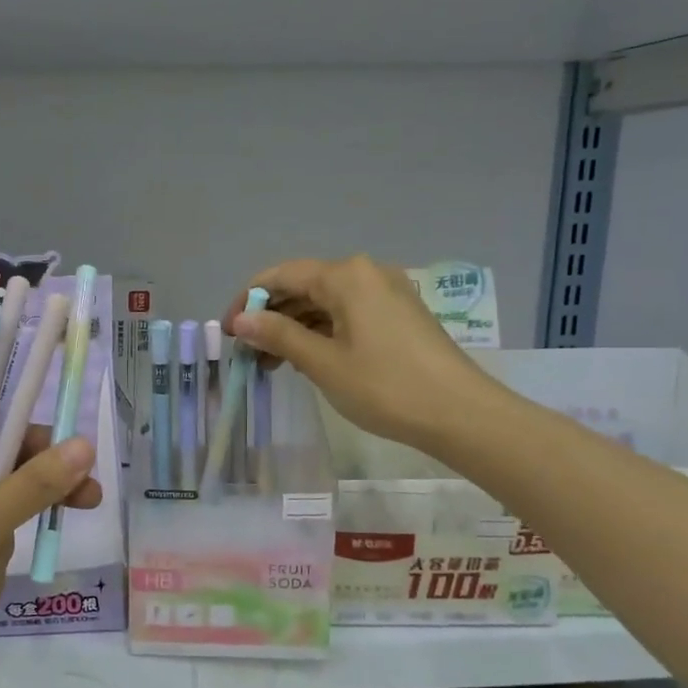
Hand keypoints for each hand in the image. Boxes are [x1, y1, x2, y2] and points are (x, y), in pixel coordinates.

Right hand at [223, 255, 490, 450]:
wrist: (460, 414)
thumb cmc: (385, 386)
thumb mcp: (323, 362)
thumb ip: (278, 335)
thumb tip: (241, 320)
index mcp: (346, 276)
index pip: (282, 275)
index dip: (248, 300)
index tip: (227, 332)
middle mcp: (366, 273)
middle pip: (304, 286)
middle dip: (270, 316)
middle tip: (247, 352)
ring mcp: (387, 293)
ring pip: (325, 302)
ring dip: (294, 327)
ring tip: (271, 363)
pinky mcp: (399, 314)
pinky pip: (347, 313)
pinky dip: (321, 332)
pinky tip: (307, 358)